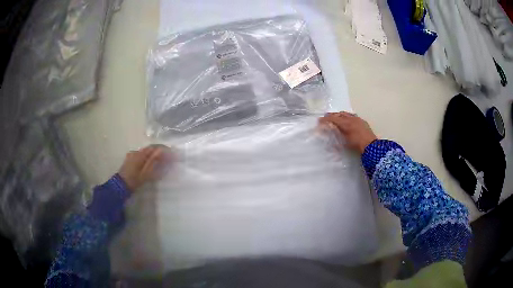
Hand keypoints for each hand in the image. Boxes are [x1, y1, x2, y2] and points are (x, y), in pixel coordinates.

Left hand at [118, 144, 172, 190]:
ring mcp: (132, 155)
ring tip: (162, 160)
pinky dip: (149, 157)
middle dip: (161, 151)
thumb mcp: (145, 172)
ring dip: (155, 154)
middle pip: (150, 148)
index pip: (155, 147)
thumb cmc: (134, 180)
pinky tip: (151, 162)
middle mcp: (136, 151)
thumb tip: (162, 150)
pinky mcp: (130, 159)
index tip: (173, 153)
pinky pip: (142, 155)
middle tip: (169, 157)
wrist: (121, 185)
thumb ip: (153, 161)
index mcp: (140, 154)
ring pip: (146, 151)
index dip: (165, 149)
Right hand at [319, 112, 376, 153]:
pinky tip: (347, 120)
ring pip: (346, 114)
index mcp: (345, 123)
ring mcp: (357, 119)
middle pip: (339, 114)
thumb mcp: (344, 143)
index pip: (333, 118)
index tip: (319, 121)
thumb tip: (328, 141)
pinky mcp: (362, 121)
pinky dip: (347, 117)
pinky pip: (352, 116)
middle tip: (326, 118)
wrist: (371, 146)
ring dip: (339, 115)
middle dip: (331, 115)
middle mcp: (350, 118)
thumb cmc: (356, 145)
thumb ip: (336, 140)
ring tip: (336, 118)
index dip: (325, 119)